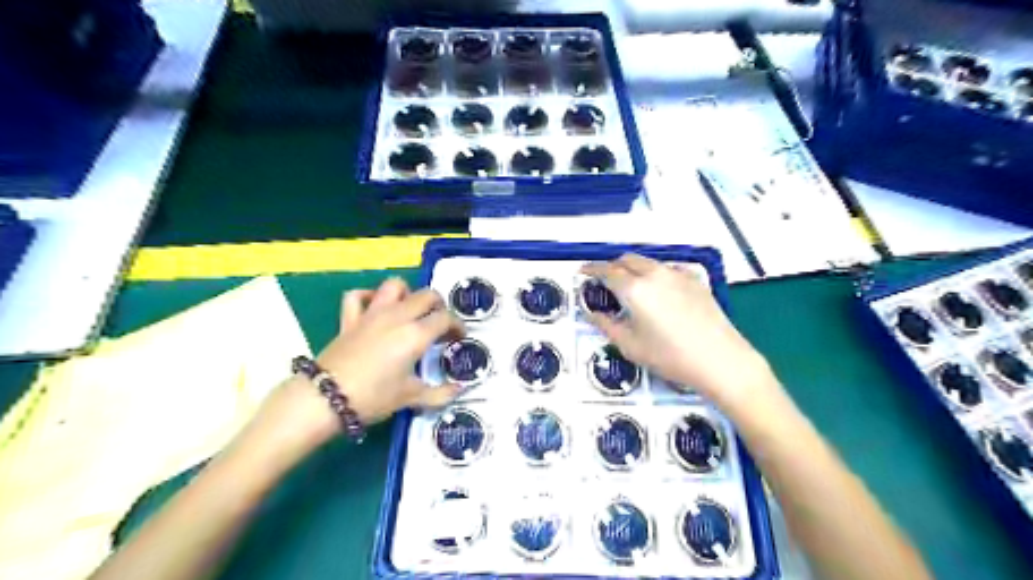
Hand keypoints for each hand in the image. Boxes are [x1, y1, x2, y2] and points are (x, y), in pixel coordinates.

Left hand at [311, 278, 463, 422]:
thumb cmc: (373, 398)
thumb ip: (440, 393)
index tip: (459, 338)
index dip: (458, 326)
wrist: (325, 399)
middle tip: (440, 324)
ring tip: (411, 310)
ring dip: (408, 294)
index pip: (445, 318)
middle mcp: (397, 316)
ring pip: (395, 286)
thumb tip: (460, 389)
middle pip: (426, 295)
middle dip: (439, 306)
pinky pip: (358, 296)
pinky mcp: (350, 319)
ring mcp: (372, 314)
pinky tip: (375, 307)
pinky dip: (369, 297)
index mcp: (416, 334)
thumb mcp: (410, 398)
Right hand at [585, 253, 770, 407]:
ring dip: (633, 268)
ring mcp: (677, 275)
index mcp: (634, 289)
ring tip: (630, 286)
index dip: (592, 269)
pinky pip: (667, 269)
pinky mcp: (695, 280)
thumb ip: (607, 325)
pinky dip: (655, 273)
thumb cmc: (670, 357)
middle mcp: (654, 274)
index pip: (607, 271)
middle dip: (612, 266)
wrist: (720, 360)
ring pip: (648, 262)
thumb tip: (592, 313)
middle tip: (605, 281)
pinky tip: (658, 290)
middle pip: (627, 260)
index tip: (583, 271)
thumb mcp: (631, 346)